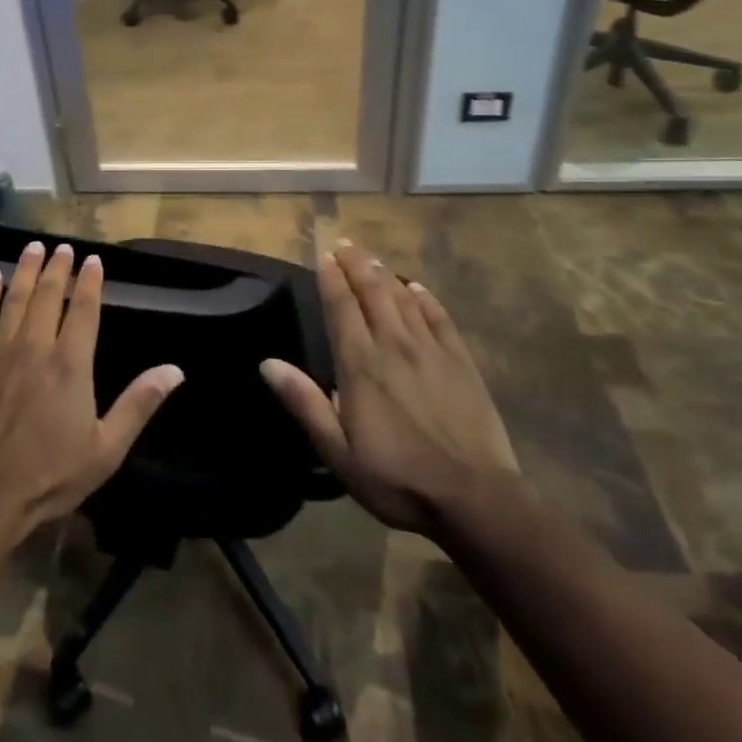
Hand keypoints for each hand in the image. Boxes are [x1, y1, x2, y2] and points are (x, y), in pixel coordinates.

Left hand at [0, 241, 184, 545]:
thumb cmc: (49, 476)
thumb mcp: (106, 449)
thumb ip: (139, 404)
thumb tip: (175, 370)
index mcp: (71, 363)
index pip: (84, 309)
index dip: (90, 281)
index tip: (93, 260)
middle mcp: (36, 346)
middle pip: (48, 295)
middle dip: (57, 267)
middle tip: (63, 247)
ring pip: (14, 298)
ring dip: (25, 270)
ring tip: (33, 248)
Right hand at [261, 242, 517, 533]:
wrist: (474, 497)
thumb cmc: (398, 478)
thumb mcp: (338, 452)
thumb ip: (305, 403)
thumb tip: (268, 364)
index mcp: (361, 365)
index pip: (342, 307)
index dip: (331, 278)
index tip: (324, 255)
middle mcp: (394, 345)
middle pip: (372, 292)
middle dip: (356, 265)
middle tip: (344, 244)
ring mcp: (431, 350)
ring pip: (403, 299)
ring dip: (384, 275)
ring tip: (371, 258)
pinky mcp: (461, 361)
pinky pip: (439, 317)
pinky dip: (424, 298)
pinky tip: (416, 288)